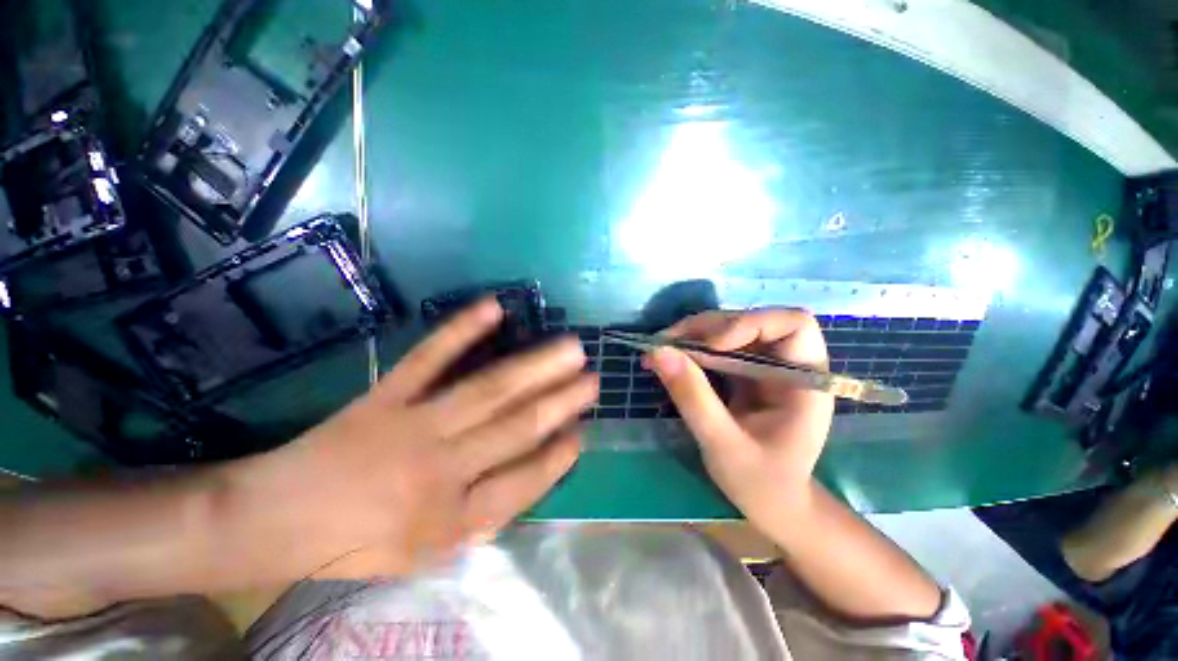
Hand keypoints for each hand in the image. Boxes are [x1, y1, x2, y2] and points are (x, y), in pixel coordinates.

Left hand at [225, 298, 597, 579]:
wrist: (274, 522)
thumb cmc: (356, 546)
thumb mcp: (427, 554)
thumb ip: (483, 517)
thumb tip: (532, 472)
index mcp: (452, 519)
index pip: (526, 481)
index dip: (559, 456)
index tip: (583, 430)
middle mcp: (442, 470)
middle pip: (516, 427)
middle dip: (562, 402)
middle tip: (594, 379)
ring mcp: (414, 426)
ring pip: (489, 391)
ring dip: (535, 367)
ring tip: (570, 348)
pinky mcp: (386, 396)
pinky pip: (429, 358)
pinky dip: (461, 330)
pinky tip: (492, 308)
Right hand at [644, 309, 833, 524]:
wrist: (772, 504)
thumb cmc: (761, 484)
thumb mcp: (723, 444)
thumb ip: (693, 398)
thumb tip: (658, 352)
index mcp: (804, 381)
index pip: (793, 324)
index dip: (751, 323)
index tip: (712, 346)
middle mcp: (787, 365)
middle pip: (751, 321)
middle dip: (707, 327)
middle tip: (666, 343)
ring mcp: (764, 367)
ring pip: (729, 330)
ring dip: (693, 335)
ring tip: (661, 349)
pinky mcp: (743, 373)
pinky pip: (716, 348)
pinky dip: (690, 349)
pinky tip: (669, 359)